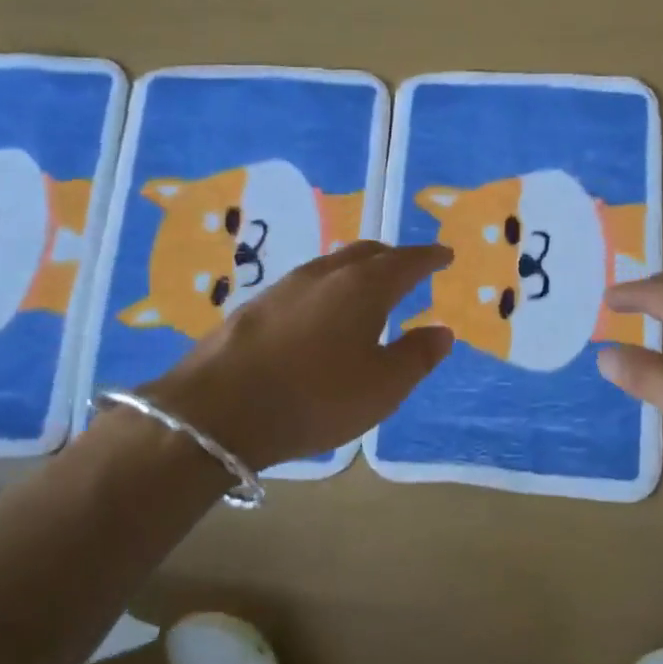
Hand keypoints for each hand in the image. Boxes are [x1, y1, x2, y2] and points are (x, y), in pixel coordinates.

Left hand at [136, 242, 453, 470]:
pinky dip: (327, 290)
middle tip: (409, 268)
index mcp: (363, 287)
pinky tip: (320, 314)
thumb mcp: (383, 386)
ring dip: (356, 271)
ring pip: (331, 266)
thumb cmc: (316, 397)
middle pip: (366, 253)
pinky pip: (305, 285)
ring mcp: (284, 287)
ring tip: (367, 290)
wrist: (218, 410)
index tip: (444, 255)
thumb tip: (442, 330)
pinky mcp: (253, 307)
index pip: (406, 261)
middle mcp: (324, 275)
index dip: (429, 257)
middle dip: (392, 257)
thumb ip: (417, 356)